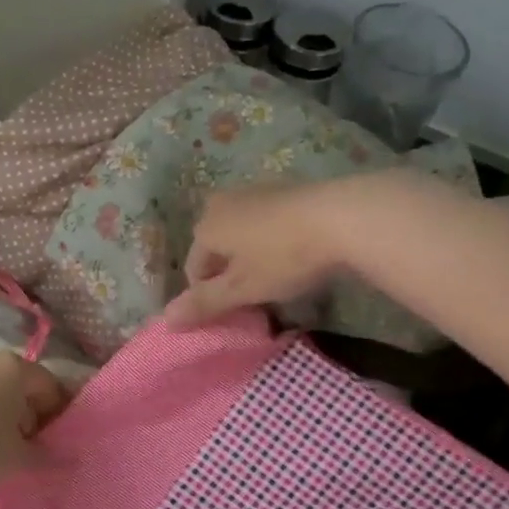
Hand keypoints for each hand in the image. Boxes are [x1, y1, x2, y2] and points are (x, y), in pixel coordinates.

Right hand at [165, 176, 379, 327]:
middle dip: (230, 275)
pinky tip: (296, 254)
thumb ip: (204, 303)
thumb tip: (166, 320)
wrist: (343, 215)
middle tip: (257, 296)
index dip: (210, 296)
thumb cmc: (284, 257)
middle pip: (216, 250)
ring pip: (241, 235)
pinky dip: (272, 240)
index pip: (194, 270)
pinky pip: (266, 223)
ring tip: (279, 277)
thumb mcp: (242, 288)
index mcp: (205, 227)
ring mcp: (254, 191)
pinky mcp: (284, 188)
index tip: (237, 311)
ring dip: (252, 258)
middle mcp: (222, 203)